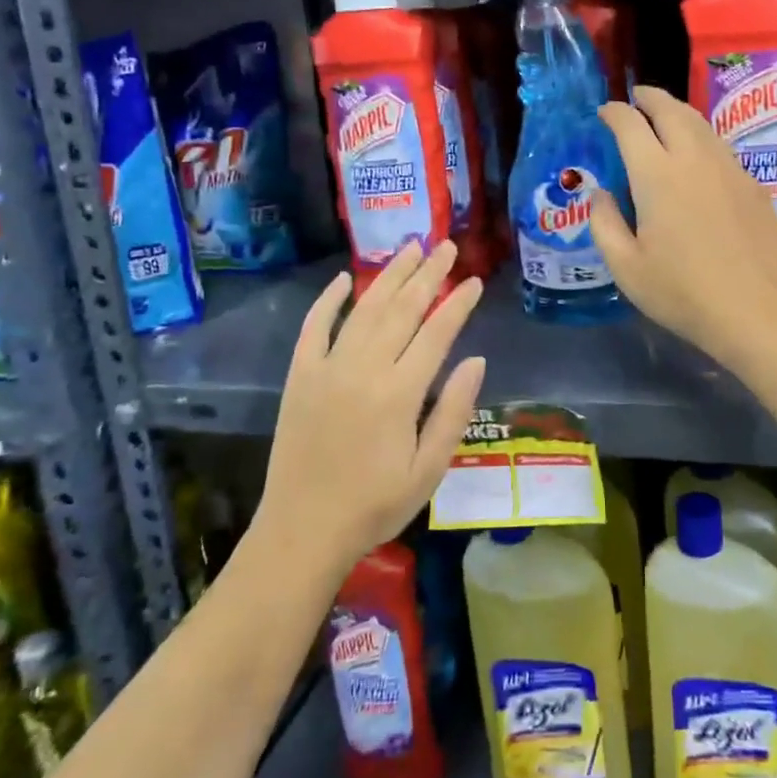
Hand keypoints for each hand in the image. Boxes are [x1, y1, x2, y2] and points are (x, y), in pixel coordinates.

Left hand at [250, 240, 484, 571]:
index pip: (437, 332)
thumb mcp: (429, 469)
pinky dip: (328, 300)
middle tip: (447, 245)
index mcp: (400, 393)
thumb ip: (453, 411)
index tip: (474, 280)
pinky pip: (314, 328)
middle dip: (428, 274)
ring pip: (364, 309)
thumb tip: (477, 360)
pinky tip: (344, 279)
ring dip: (389, 275)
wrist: (303, 532)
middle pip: (402, 309)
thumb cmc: (376, 505)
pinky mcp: (299, 377)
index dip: (458, 303)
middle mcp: (364, 369)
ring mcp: (327, 369)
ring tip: (410, 247)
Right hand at [590, 86, 776, 363]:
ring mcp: (729, 169)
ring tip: (665, 118)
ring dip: (678, 113)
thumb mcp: (626, 267)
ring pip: (701, 124)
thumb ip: (605, 224)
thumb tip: (601, 195)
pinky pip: (721, 148)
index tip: (605, 113)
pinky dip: (702, 139)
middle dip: (649, 98)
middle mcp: (694, 159)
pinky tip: (698, 158)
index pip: (630, 125)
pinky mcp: (753, 185)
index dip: (614, 112)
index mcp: (657, 175)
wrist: (755, 310)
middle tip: (637, 99)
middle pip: (671, 110)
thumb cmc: (682, 293)